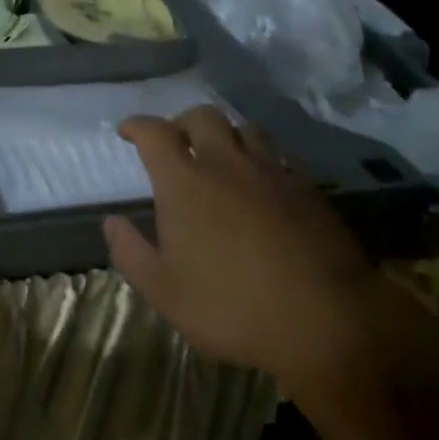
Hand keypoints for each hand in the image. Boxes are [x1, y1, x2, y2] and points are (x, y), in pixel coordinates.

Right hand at [105, 107, 381, 389]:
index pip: (154, 132)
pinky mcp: (308, 189)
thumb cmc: (232, 307)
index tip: (127, 132)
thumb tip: (111, 221)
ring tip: (221, 157)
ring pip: (245, 129)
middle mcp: (225, 163)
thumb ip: (130, 252)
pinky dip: (263, 158)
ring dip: (226, 135)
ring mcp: (271, 172)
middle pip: (202, 117)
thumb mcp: (165, 292)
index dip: (137, 126)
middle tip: (176, 143)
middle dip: (182, 123)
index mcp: (184, 182)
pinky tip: (263, 182)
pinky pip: (280, 156)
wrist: (327, 323)